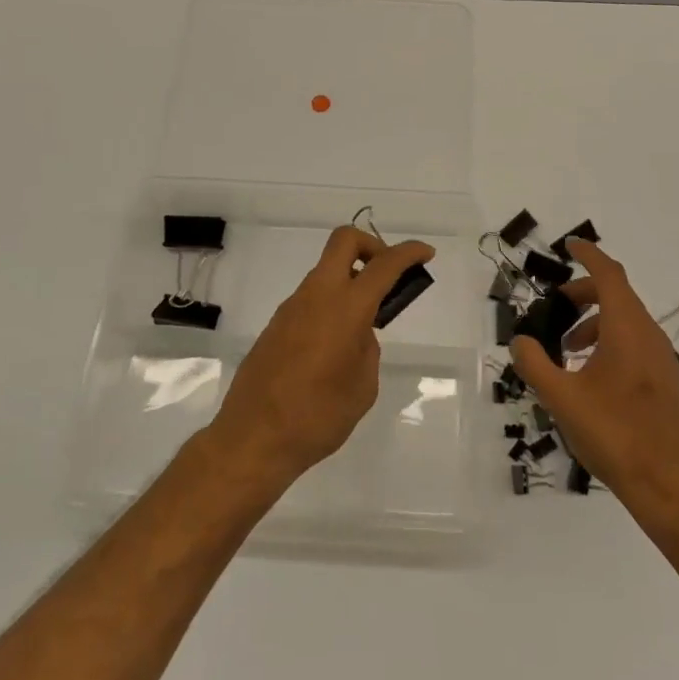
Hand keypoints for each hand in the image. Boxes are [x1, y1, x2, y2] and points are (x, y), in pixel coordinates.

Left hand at [208, 225, 434, 492]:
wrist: (253, 438)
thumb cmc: (318, 416)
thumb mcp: (362, 386)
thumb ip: (367, 349)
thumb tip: (357, 335)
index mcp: (345, 308)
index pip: (383, 264)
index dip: (409, 252)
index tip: (426, 252)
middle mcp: (316, 296)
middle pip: (344, 241)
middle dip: (372, 245)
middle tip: (388, 276)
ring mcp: (292, 307)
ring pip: (326, 271)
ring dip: (350, 280)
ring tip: (365, 324)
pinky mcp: (276, 324)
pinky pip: (311, 298)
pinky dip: (331, 303)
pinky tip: (335, 344)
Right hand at [509, 238, 678, 519]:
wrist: (668, 486)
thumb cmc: (613, 435)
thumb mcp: (561, 398)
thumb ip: (535, 363)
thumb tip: (520, 340)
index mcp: (627, 330)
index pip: (609, 276)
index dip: (589, 255)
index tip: (569, 245)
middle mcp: (650, 336)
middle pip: (617, 296)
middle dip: (584, 294)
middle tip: (555, 308)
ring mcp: (663, 359)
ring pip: (626, 321)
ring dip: (595, 322)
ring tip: (567, 349)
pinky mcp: (666, 381)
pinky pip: (635, 343)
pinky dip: (609, 341)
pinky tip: (590, 375)